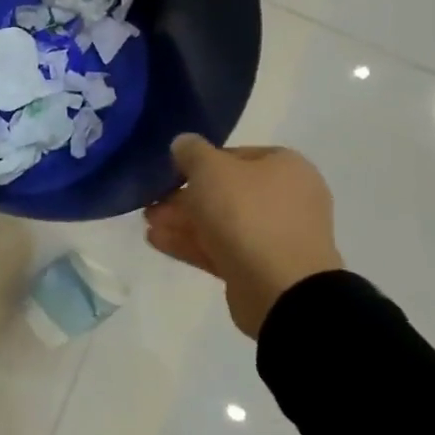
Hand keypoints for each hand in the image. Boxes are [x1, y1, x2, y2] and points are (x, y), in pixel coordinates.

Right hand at [144, 137, 341, 339]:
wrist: (281, 290)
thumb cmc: (247, 215)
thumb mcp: (210, 169)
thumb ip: (192, 151)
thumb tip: (184, 144)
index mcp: (285, 167)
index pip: (234, 155)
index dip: (199, 161)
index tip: (170, 172)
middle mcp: (286, 199)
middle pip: (225, 191)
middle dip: (184, 196)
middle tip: (152, 201)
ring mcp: (276, 236)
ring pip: (220, 222)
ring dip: (183, 221)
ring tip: (148, 223)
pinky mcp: (261, 269)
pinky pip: (221, 248)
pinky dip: (191, 243)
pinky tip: (157, 240)